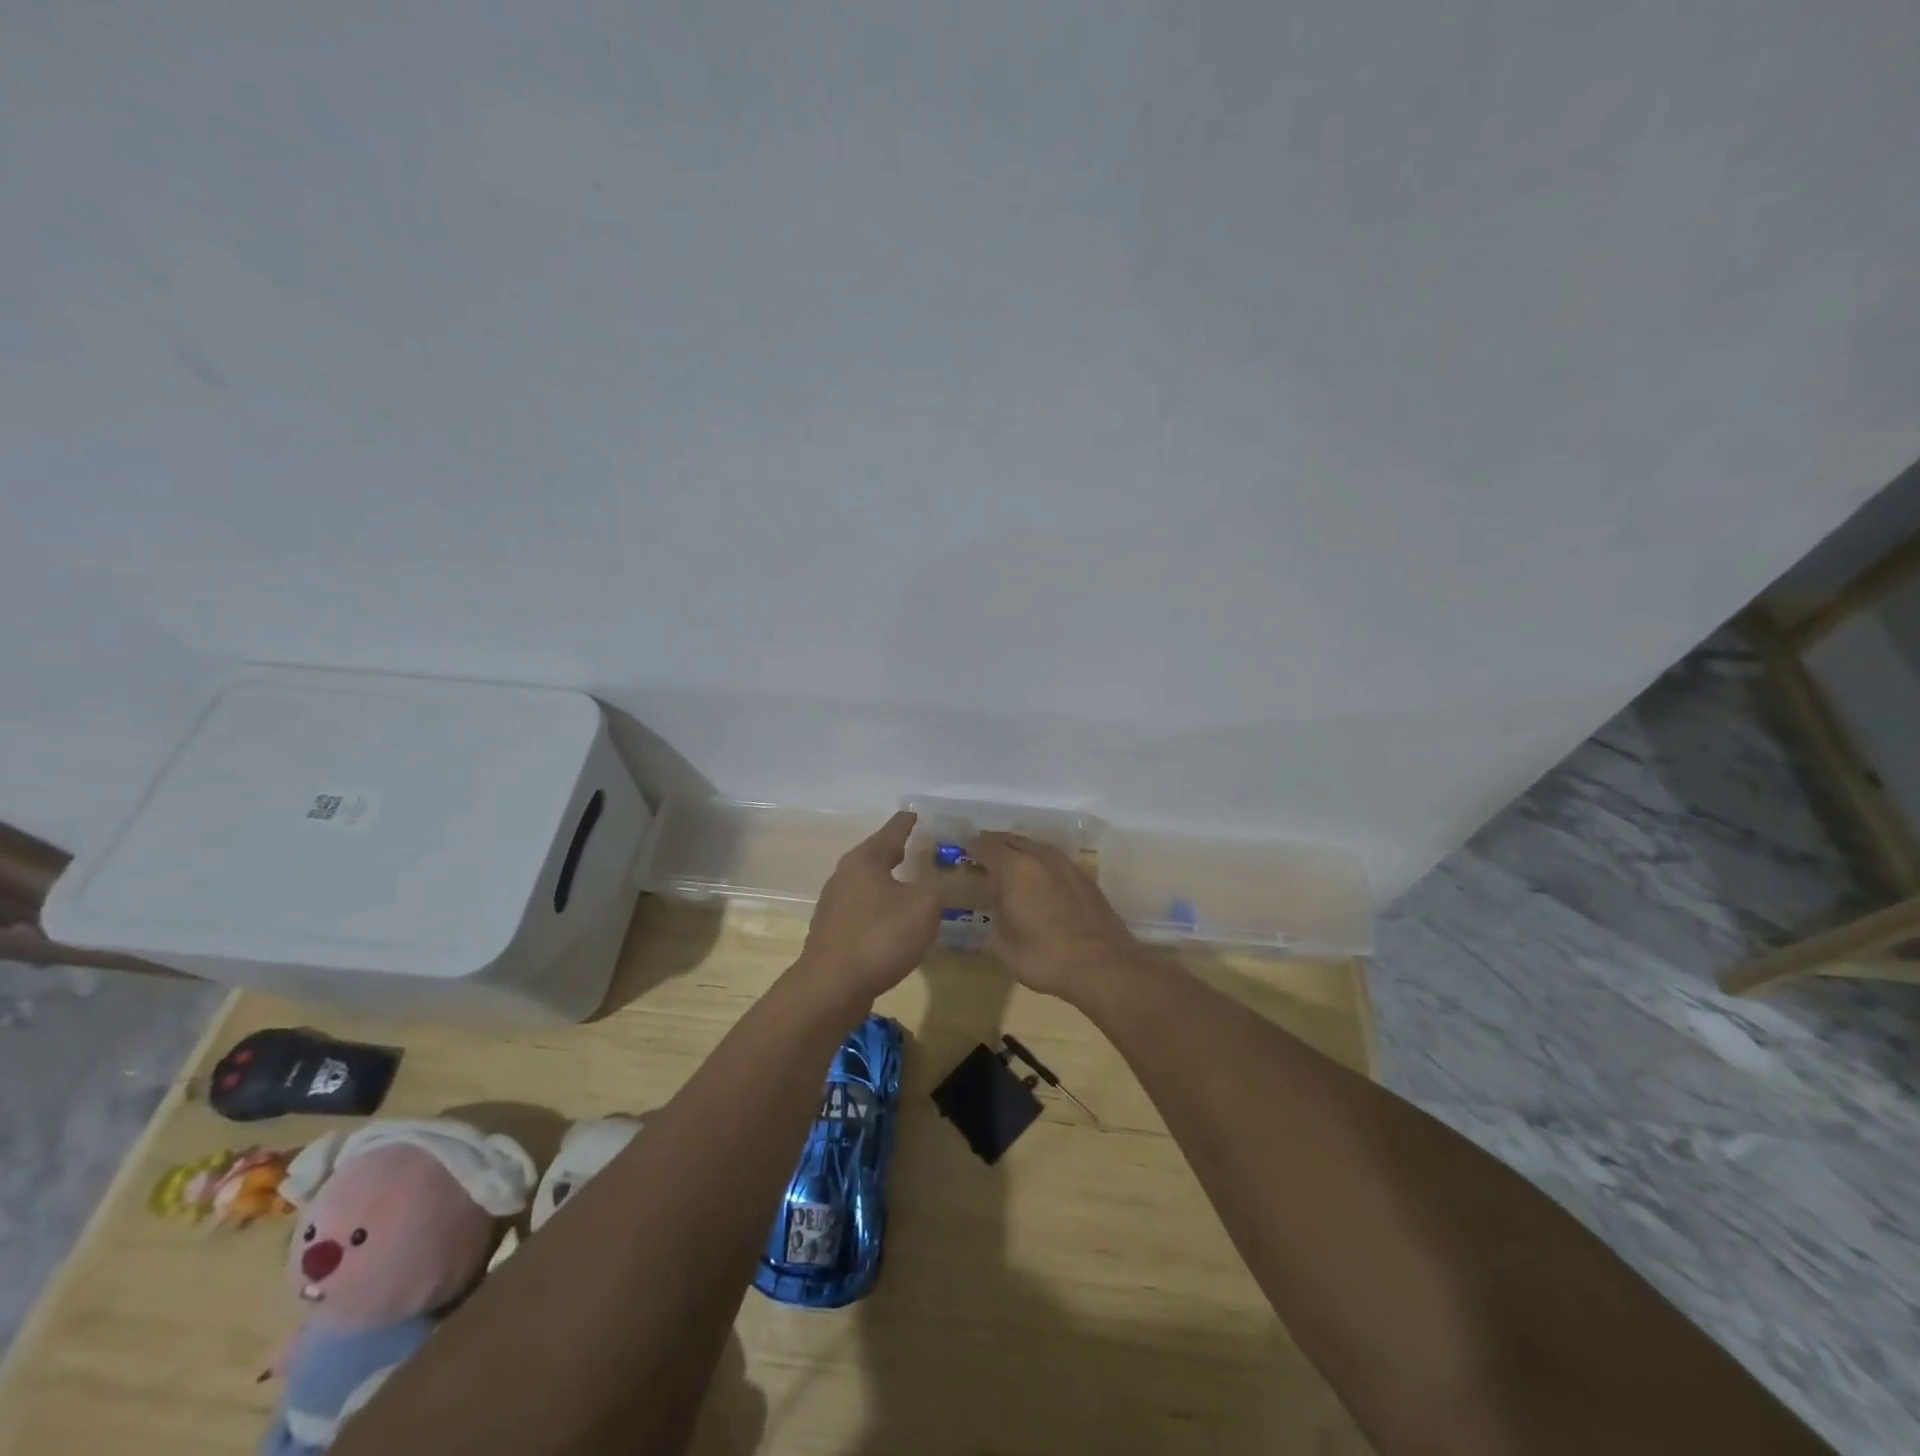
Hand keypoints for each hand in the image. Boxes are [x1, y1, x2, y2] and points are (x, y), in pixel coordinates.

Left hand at [799, 812, 941, 1003]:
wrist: (831, 988)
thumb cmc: (880, 937)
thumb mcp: (923, 906)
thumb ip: (935, 886)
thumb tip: (933, 880)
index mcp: (865, 859)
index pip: (892, 830)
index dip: (908, 822)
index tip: (917, 813)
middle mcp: (845, 874)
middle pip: (876, 855)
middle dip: (898, 852)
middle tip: (921, 848)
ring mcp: (834, 904)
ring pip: (869, 884)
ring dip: (889, 883)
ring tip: (912, 885)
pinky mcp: (833, 932)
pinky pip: (864, 910)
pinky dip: (881, 908)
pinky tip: (895, 921)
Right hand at [969, 833, 1152, 1003]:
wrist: (1102, 965)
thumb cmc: (1044, 956)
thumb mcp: (1003, 945)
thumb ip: (993, 920)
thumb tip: (994, 912)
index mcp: (1014, 868)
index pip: (985, 845)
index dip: (972, 848)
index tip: (964, 855)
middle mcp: (1040, 856)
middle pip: (1011, 840)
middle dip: (995, 846)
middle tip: (984, 859)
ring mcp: (1066, 864)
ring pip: (1036, 847)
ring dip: (1021, 854)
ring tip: (1012, 870)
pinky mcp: (1085, 877)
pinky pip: (1055, 861)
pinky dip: (1041, 865)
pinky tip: (1041, 882)